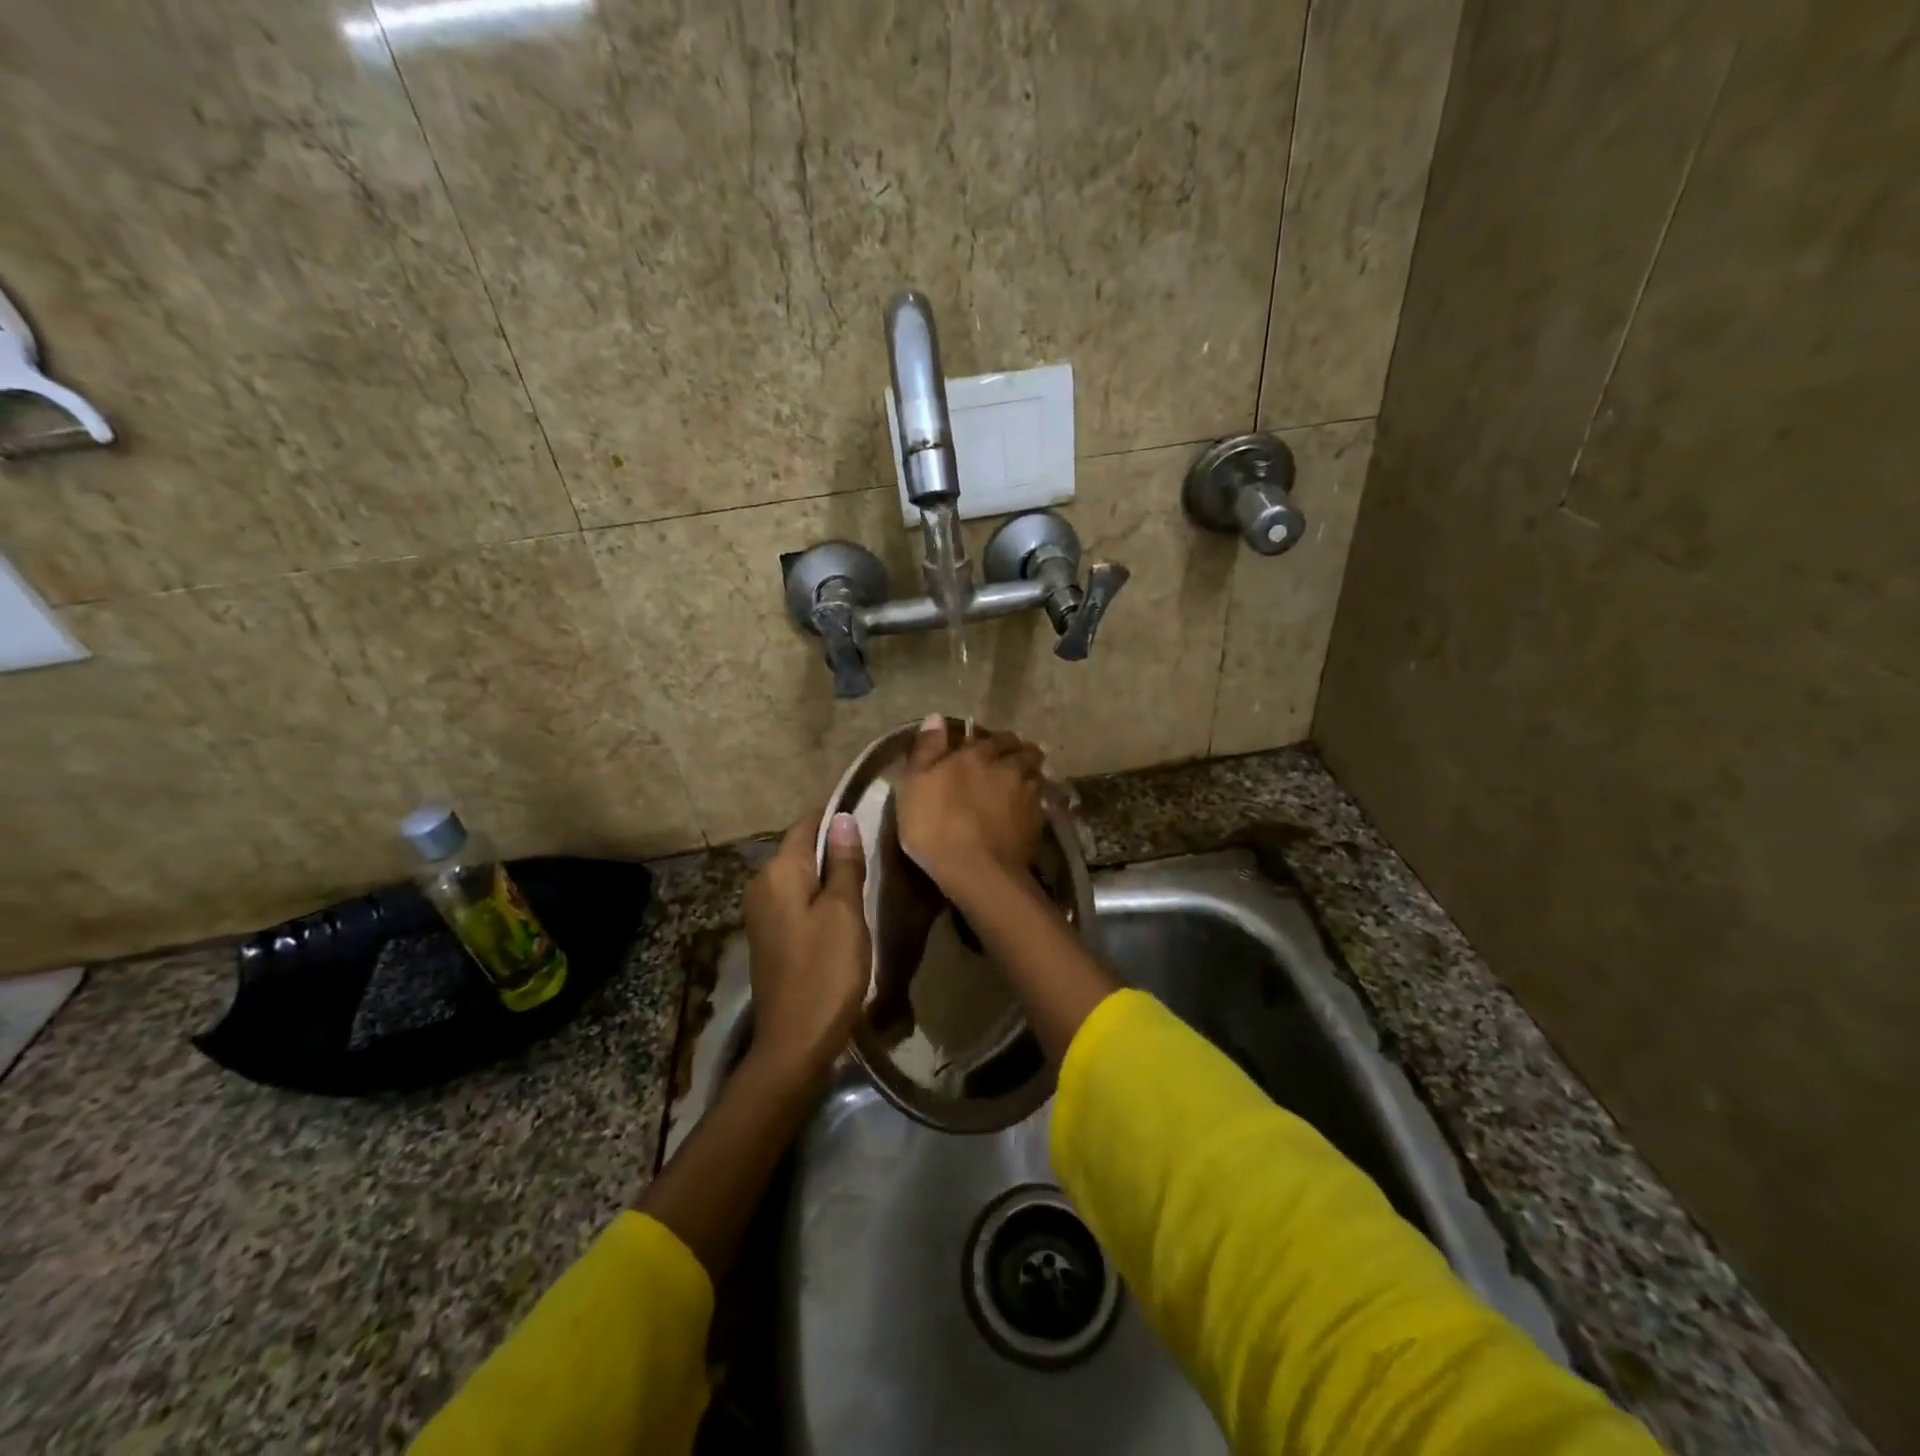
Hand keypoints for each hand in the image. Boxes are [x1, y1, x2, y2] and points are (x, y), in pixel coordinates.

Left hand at [742, 812, 869, 1081]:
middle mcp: (762, 884)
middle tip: (877, 852)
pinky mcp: (770, 935)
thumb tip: (842, 817)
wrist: (795, 1041)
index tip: (871, 817)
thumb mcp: (844, 911)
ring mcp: (762, 911)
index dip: (838, 816)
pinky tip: (845, 911)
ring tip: (867, 879)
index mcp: (779, 872)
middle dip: (836, 846)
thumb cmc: (826, 971)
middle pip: (802, 848)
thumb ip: (844, 862)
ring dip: (830, 874)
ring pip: (801, 875)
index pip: (807, 823)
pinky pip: (797, 899)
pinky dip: (820, 897)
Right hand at [893, 713, 1046, 894]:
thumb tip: (936, 717)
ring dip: (1028, 775)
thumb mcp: (914, 784)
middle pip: (1023, 750)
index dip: (990, 742)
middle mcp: (1009, 766)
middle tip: (1005, 764)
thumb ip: (927, 749)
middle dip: (1016, 753)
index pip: (993, 736)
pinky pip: (1039, 802)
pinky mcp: (1039, 821)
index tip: (983, 750)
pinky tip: (1022, 814)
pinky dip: (1032, 802)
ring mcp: (1028, 793)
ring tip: (1017, 788)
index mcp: (978, 753)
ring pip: (1036, 774)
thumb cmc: (935, 825)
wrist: (976, 871)